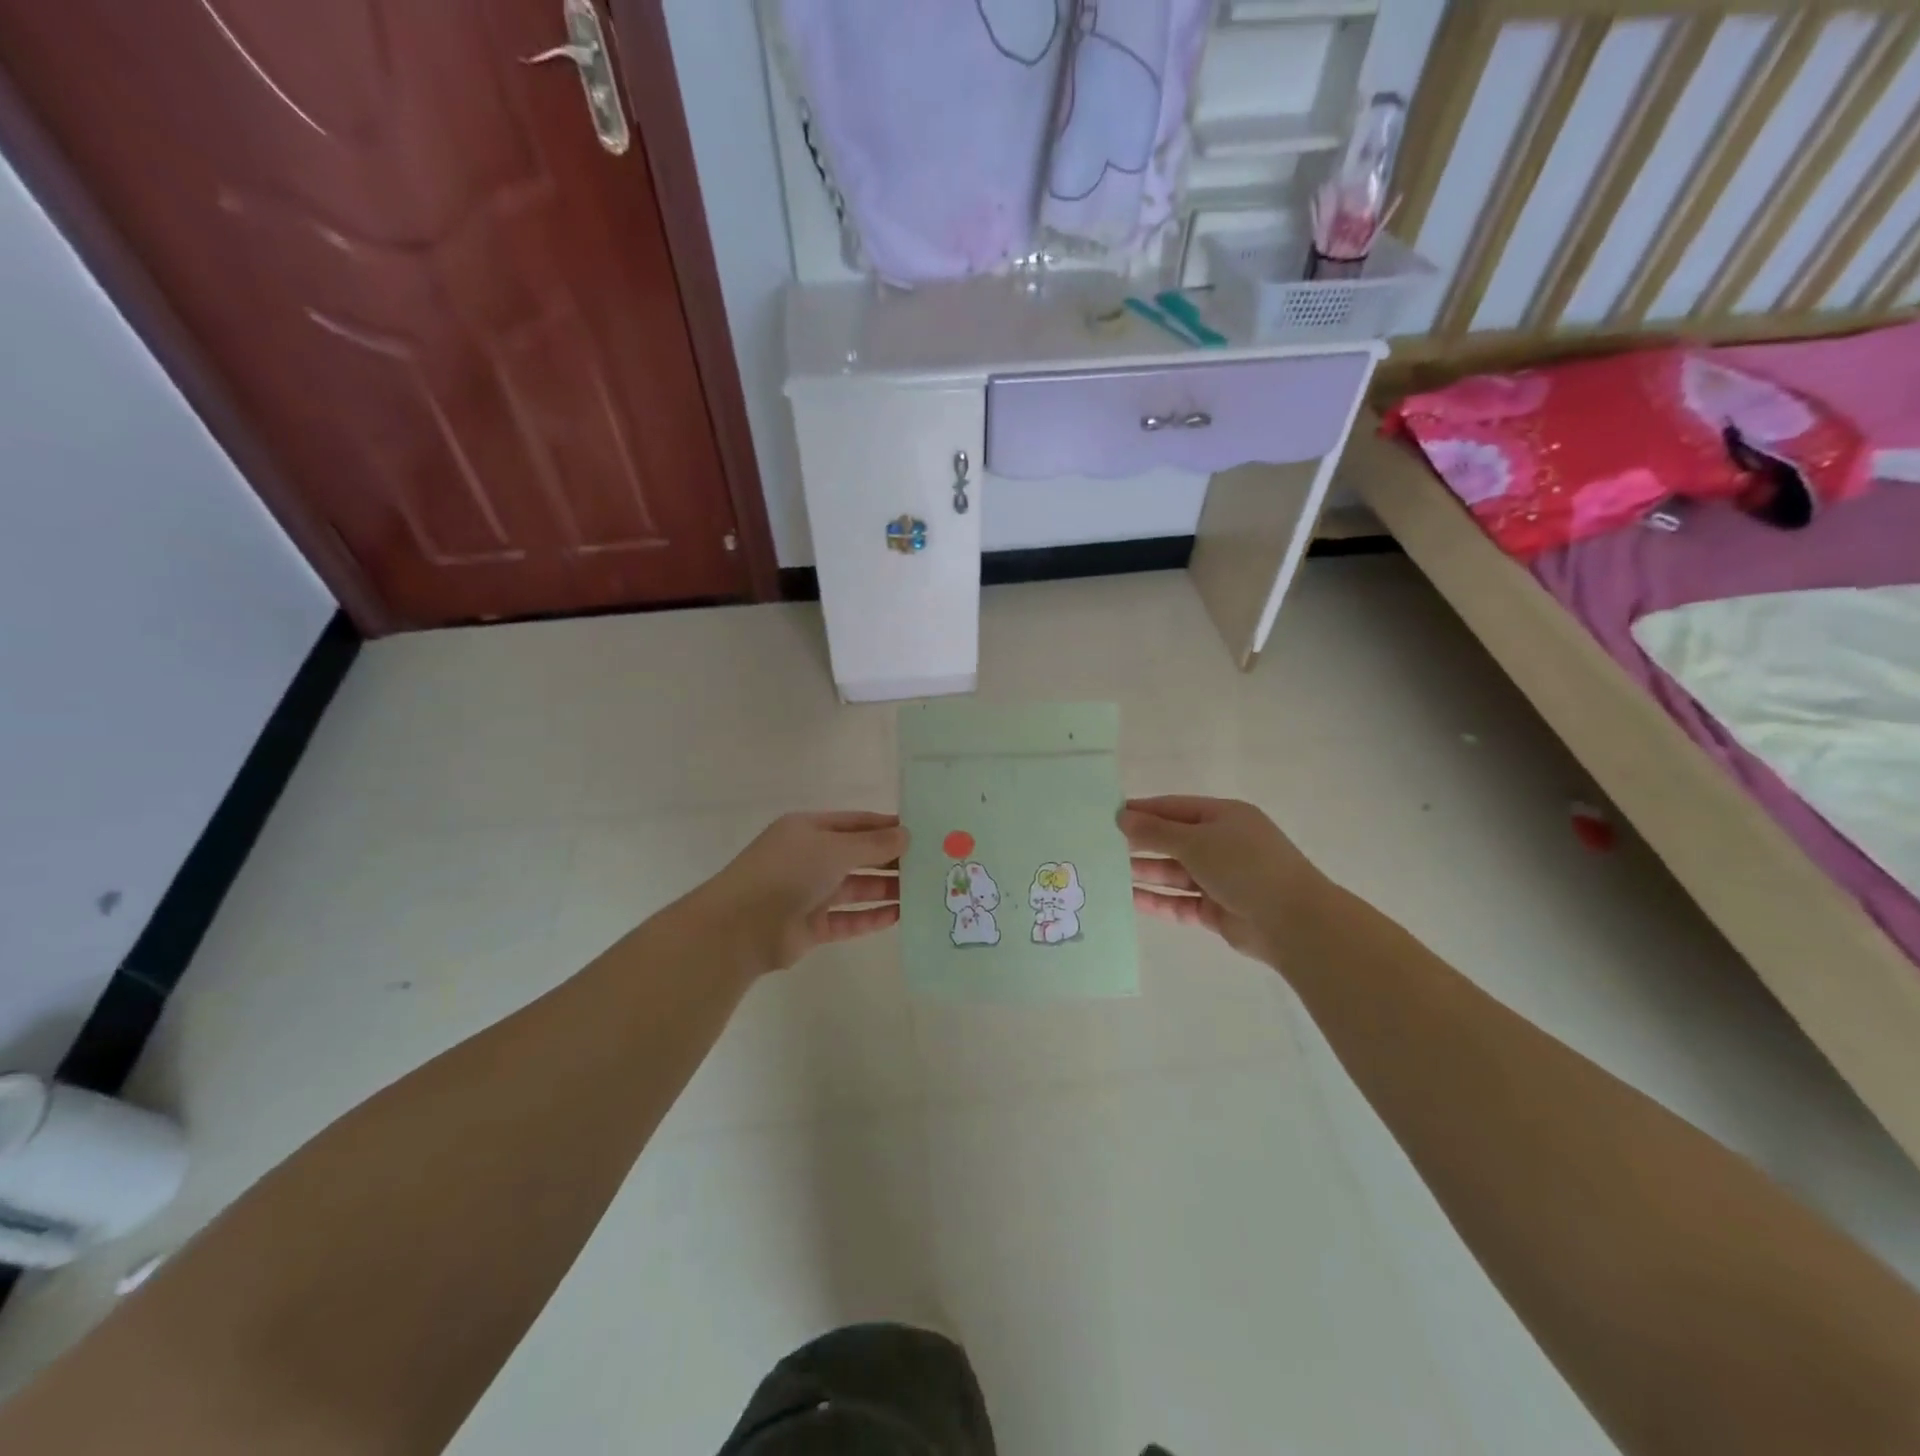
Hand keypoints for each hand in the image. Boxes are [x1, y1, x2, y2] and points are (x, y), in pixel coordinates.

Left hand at [691, 812, 906, 972]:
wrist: (740, 927)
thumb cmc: (788, 873)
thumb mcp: (834, 849)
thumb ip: (873, 845)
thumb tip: (906, 835)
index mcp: (809, 830)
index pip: (856, 823)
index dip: (887, 827)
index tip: (921, 832)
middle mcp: (810, 858)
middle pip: (858, 856)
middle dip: (891, 860)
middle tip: (930, 864)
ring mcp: (810, 893)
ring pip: (855, 888)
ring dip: (886, 888)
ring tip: (922, 890)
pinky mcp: (811, 926)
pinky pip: (848, 919)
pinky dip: (871, 917)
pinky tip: (899, 916)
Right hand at [1119, 796, 1325, 964]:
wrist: (1293, 922)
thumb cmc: (1244, 866)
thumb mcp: (1196, 841)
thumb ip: (1156, 831)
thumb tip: (1122, 817)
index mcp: (1224, 817)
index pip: (1174, 808)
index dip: (1142, 810)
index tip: (1108, 814)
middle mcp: (1222, 845)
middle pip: (1173, 840)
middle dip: (1140, 843)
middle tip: (1101, 845)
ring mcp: (1220, 879)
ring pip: (1174, 873)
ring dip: (1144, 872)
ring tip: (1107, 873)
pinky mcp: (1217, 910)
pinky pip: (1180, 902)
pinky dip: (1157, 900)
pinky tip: (1128, 899)